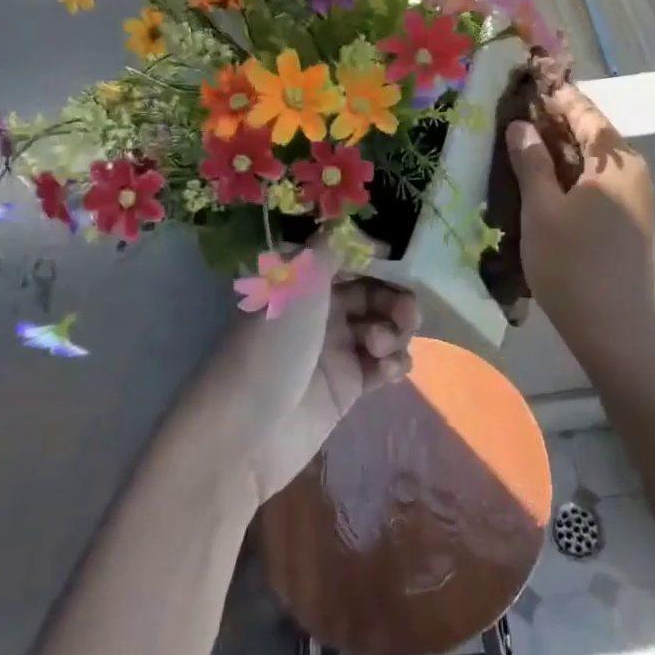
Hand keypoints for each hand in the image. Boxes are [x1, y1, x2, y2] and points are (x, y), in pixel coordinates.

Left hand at [177, 246, 417, 511]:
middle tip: (407, 315)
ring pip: (383, 328)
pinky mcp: (348, 387)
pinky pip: (384, 365)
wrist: (247, 432)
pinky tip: (389, 371)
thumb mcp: (297, 284)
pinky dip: (394, 363)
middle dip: (395, 299)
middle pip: (373, 293)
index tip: (400, 261)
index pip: (348, 259)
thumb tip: (344, 222)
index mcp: (304, 284)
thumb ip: (327, 250)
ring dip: (395, 331)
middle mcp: (321, 312)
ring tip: (382, 347)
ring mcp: (336, 350)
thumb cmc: (271, 347)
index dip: (376, 258)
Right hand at [505, 83, 654, 368]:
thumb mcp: (542, 209)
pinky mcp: (627, 221)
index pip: (584, 112)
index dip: (555, 95)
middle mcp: (632, 171)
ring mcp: (634, 198)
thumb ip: (531, 162)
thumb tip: (521, 126)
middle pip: (591, 134)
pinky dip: (570, 173)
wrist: (616, 331)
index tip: (527, 80)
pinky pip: (596, 182)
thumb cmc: (574, 265)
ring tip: (521, 142)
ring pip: (592, 160)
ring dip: (559, 149)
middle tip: (514, 111)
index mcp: (616, 160)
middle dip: (554, 121)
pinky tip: (542, 180)